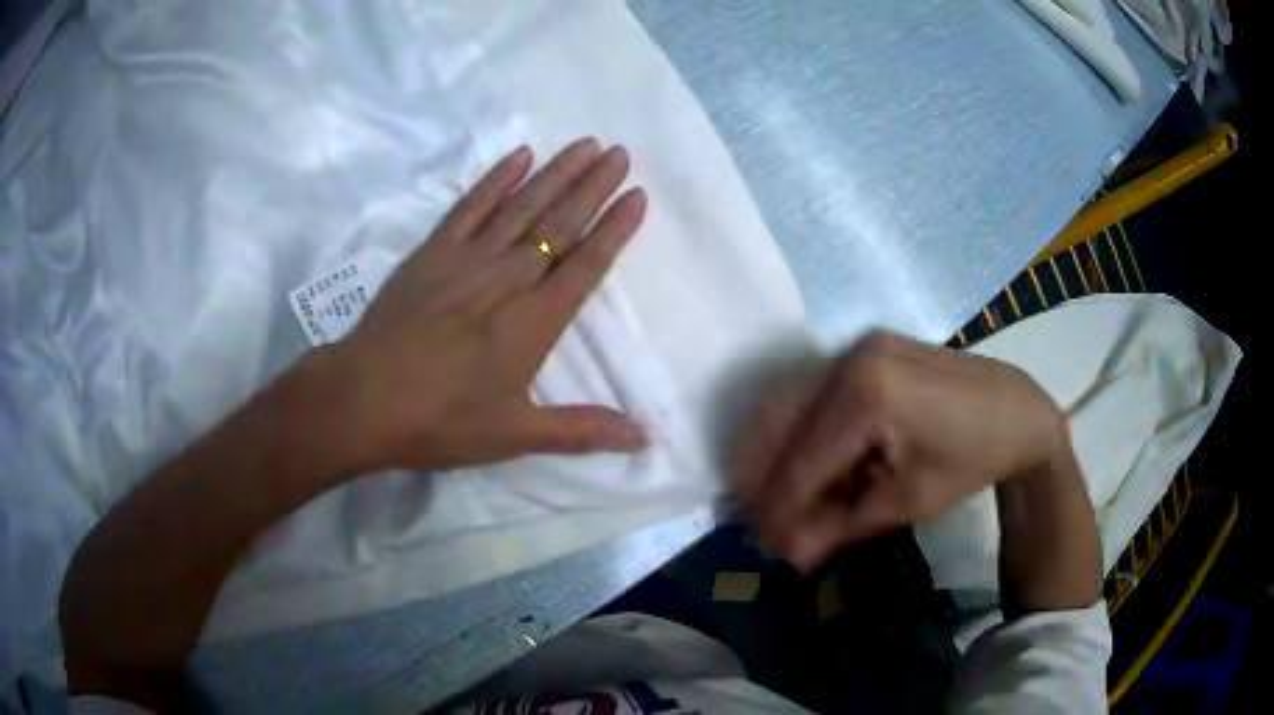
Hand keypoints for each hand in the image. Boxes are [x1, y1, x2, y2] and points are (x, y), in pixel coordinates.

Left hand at [325, 139, 648, 471]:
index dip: (615, 229)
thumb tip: (645, 438)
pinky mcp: (432, 252)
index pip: (586, 265)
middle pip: (559, 224)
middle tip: (620, 153)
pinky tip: (519, 155)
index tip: (637, 196)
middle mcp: (508, 279)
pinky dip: (497, 178)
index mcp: (534, 323)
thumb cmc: (442, 421)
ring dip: (557, 172)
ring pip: (522, 206)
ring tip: (587, 144)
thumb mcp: (515, 435)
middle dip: (593, 186)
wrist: (364, 400)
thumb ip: (582, 430)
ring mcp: (467, 259)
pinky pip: (471, 206)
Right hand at [736, 331, 1068, 571]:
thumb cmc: (972, 459)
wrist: (1019, 410)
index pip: (802, 461)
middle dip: (765, 478)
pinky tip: (817, 468)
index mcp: (867, 393)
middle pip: (782, 423)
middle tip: (762, 521)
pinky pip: (819, 394)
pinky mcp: (867, 349)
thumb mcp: (908, 501)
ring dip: (782, 457)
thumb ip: (839, 526)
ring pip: (794, 406)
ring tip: (785, 500)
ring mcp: (859, 347)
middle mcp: (852, 358)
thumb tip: (785, 555)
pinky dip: (809, 435)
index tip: (762, 544)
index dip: (777, 508)